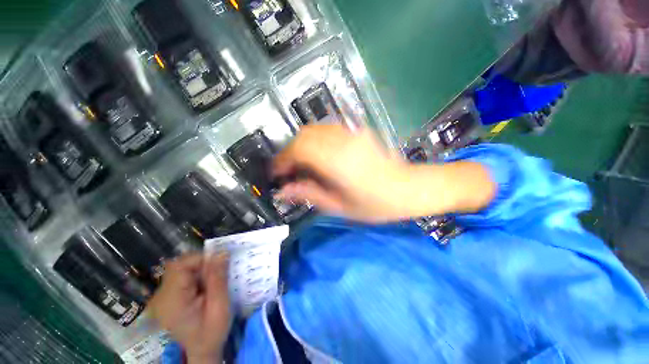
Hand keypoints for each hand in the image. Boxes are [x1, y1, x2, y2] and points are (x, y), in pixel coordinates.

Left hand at [147, 254, 230, 363]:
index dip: (201, 259)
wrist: (202, 351)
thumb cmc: (212, 332)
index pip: (180, 266)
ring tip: (213, 283)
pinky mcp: (169, 296)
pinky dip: (197, 275)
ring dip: (201, 269)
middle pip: (180, 265)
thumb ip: (218, 278)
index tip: (220, 264)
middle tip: (219, 274)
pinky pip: (183, 276)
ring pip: (183, 268)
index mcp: (172, 300)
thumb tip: (221, 252)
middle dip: (203, 264)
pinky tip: (206, 287)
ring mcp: (163, 296)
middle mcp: (162, 296)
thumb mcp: (220, 306)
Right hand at [272, 124, 409, 221]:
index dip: (282, 160)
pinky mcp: (358, 131)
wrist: (408, 188)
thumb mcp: (339, 206)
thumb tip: (283, 191)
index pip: (298, 150)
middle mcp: (343, 141)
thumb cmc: (375, 204)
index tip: (276, 173)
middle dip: (290, 152)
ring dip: (302, 145)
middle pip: (304, 135)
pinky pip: (328, 130)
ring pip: (314, 130)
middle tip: (289, 170)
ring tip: (302, 164)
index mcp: (337, 162)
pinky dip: (316, 140)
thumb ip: (309, 194)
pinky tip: (319, 155)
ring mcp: (352, 132)